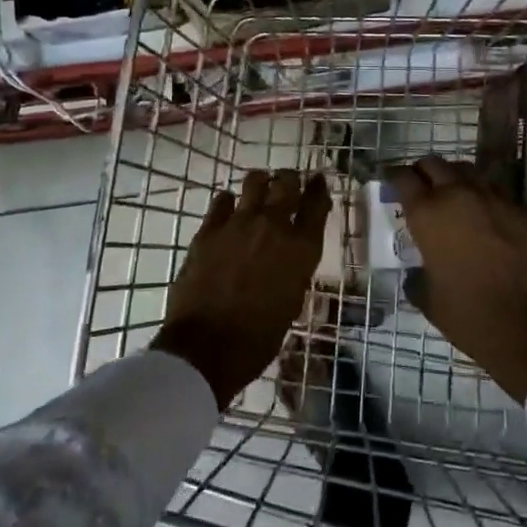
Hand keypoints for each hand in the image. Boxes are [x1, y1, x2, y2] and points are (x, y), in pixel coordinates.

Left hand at [152, 170, 329, 409]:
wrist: (207, 347)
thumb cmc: (258, 338)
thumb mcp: (291, 302)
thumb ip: (294, 269)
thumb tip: (289, 255)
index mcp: (301, 249)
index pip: (317, 204)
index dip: (318, 188)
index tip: (317, 181)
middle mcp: (274, 226)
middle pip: (287, 183)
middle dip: (290, 179)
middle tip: (288, 181)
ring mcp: (239, 223)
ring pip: (254, 181)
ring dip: (261, 182)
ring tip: (259, 187)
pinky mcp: (210, 229)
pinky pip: (222, 200)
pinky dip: (228, 201)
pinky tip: (228, 209)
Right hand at [385, 157, 526, 403]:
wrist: (526, 326)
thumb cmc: (468, 315)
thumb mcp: (428, 299)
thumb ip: (416, 277)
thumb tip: (415, 273)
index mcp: (428, 214)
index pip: (403, 178)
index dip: (393, 177)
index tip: (390, 182)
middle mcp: (457, 195)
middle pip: (433, 164)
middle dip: (422, 172)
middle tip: (419, 188)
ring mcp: (490, 197)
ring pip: (464, 169)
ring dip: (452, 177)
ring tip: (449, 195)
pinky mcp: (516, 208)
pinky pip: (491, 187)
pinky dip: (479, 191)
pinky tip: (479, 211)